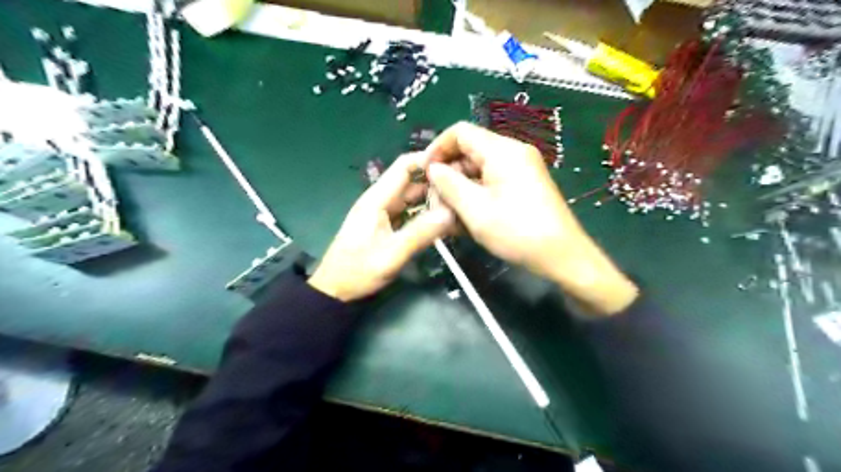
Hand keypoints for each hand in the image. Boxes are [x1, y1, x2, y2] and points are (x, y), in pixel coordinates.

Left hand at [307, 153, 452, 299]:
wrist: (335, 291)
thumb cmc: (358, 272)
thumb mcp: (391, 255)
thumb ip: (420, 233)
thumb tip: (451, 213)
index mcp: (377, 199)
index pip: (404, 167)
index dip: (427, 160)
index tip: (455, 164)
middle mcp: (379, 201)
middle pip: (410, 181)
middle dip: (435, 182)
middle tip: (463, 187)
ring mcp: (381, 213)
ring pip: (411, 198)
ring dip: (431, 198)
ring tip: (458, 202)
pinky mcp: (384, 226)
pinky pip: (408, 212)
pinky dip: (424, 213)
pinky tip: (441, 220)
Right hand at [428, 122, 636, 314]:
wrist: (562, 256)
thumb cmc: (517, 231)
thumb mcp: (475, 209)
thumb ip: (449, 184)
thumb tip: (433, 168)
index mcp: (503, 151)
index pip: (460, 132)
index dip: (437, 148)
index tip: (424, 173)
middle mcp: (513, 153)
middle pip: (469, 151)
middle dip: (448, 174)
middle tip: (434, 201)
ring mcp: (520, 169)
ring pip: (478, 169)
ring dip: (460, 188)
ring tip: (448, 214)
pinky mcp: (523, 185)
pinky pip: (491, 181)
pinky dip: (475, 195)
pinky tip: (465, 216)